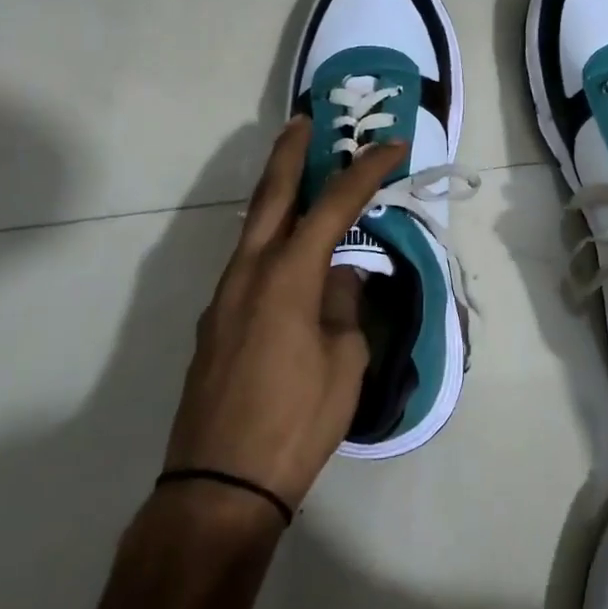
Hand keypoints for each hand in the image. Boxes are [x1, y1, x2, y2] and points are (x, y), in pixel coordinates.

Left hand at [163, 119, 401, 509]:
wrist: (218, 487)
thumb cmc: (296, 421)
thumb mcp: (344, 361)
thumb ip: (344, 306)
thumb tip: (340, 279)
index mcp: (288, 277)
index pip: (333, 206)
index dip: (365, 171)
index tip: (392, 146)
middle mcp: (249, 274)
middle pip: (270, 196)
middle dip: (290, 154)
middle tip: (305, 121)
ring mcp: (224, 298)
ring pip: (252, 229)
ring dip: (276, 196)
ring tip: (301, 178)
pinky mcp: (215, 324)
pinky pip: (247, 263)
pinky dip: (270, 240)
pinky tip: (288, 255)